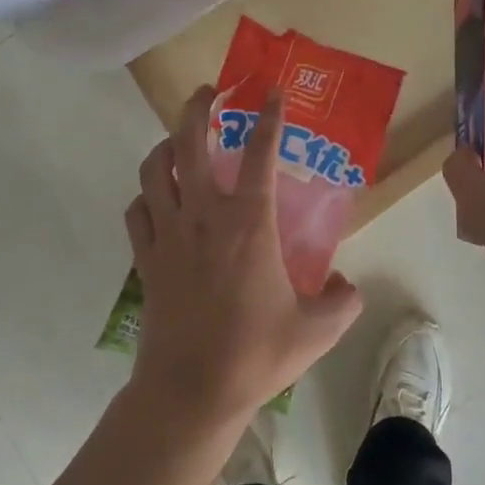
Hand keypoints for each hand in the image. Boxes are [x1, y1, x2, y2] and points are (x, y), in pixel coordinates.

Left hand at [125, 85, 362, 434]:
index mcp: (249, 223)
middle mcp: (203, 216)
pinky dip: (145, 195)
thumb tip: (347, 285)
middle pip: (189, 143)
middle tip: (208, 92)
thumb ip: (343, 302)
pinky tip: (157, 198)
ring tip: (179, 139)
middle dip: (197, 108)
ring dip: (165, 145)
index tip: (273, 92)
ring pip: (154, 169)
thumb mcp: (317, 330)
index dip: (269, 117)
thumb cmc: (255, 354)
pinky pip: (136, 211)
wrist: (190, 393)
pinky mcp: (145, 259)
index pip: (260, 153)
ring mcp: (167, 234)